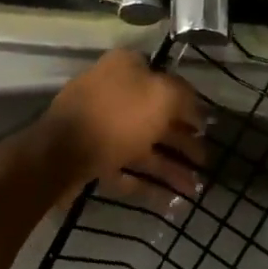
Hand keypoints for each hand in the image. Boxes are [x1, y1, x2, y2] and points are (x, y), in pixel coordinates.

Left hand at [41, 49, 207, 203]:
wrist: (61, 153)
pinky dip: (147, 183)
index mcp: (126, 68)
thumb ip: (184, 97)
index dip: (188, 103)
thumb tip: (194, 107)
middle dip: (182, 142)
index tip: (206, 125)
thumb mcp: (162, 95)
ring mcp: (99, 126)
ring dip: (170, 167)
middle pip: (155, 118)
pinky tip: (171, 201)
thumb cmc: (117, 117)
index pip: (165, 79)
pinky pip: (125, 168)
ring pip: (142, 146)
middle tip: (205, 162)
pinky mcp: (90, 156)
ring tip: (195, 188)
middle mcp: (111, 93)